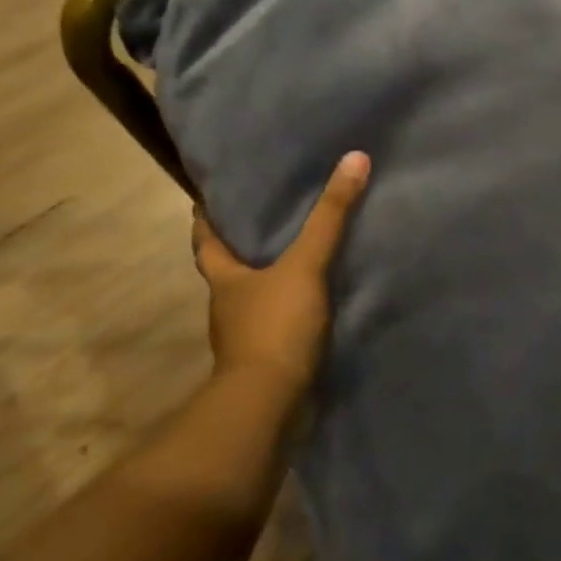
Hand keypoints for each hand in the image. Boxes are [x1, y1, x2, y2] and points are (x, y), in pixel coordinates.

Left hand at [192, 150, 369, 402]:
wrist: (270, 402)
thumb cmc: (275, 326)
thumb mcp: (306, 265)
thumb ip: (330, 217)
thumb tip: (354, 159)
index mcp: (225, 278)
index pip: (206, 240)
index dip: (206, 218)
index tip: (209, 197)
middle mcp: (228, 304)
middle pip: (228, 267)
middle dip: (242, 246)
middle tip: (267, 217)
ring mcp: (245, 335)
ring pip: (253, 297)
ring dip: (269, 279)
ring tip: (298, 255)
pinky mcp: (267, 357)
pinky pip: (277, 323)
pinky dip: (290, 309)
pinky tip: (314, 302)